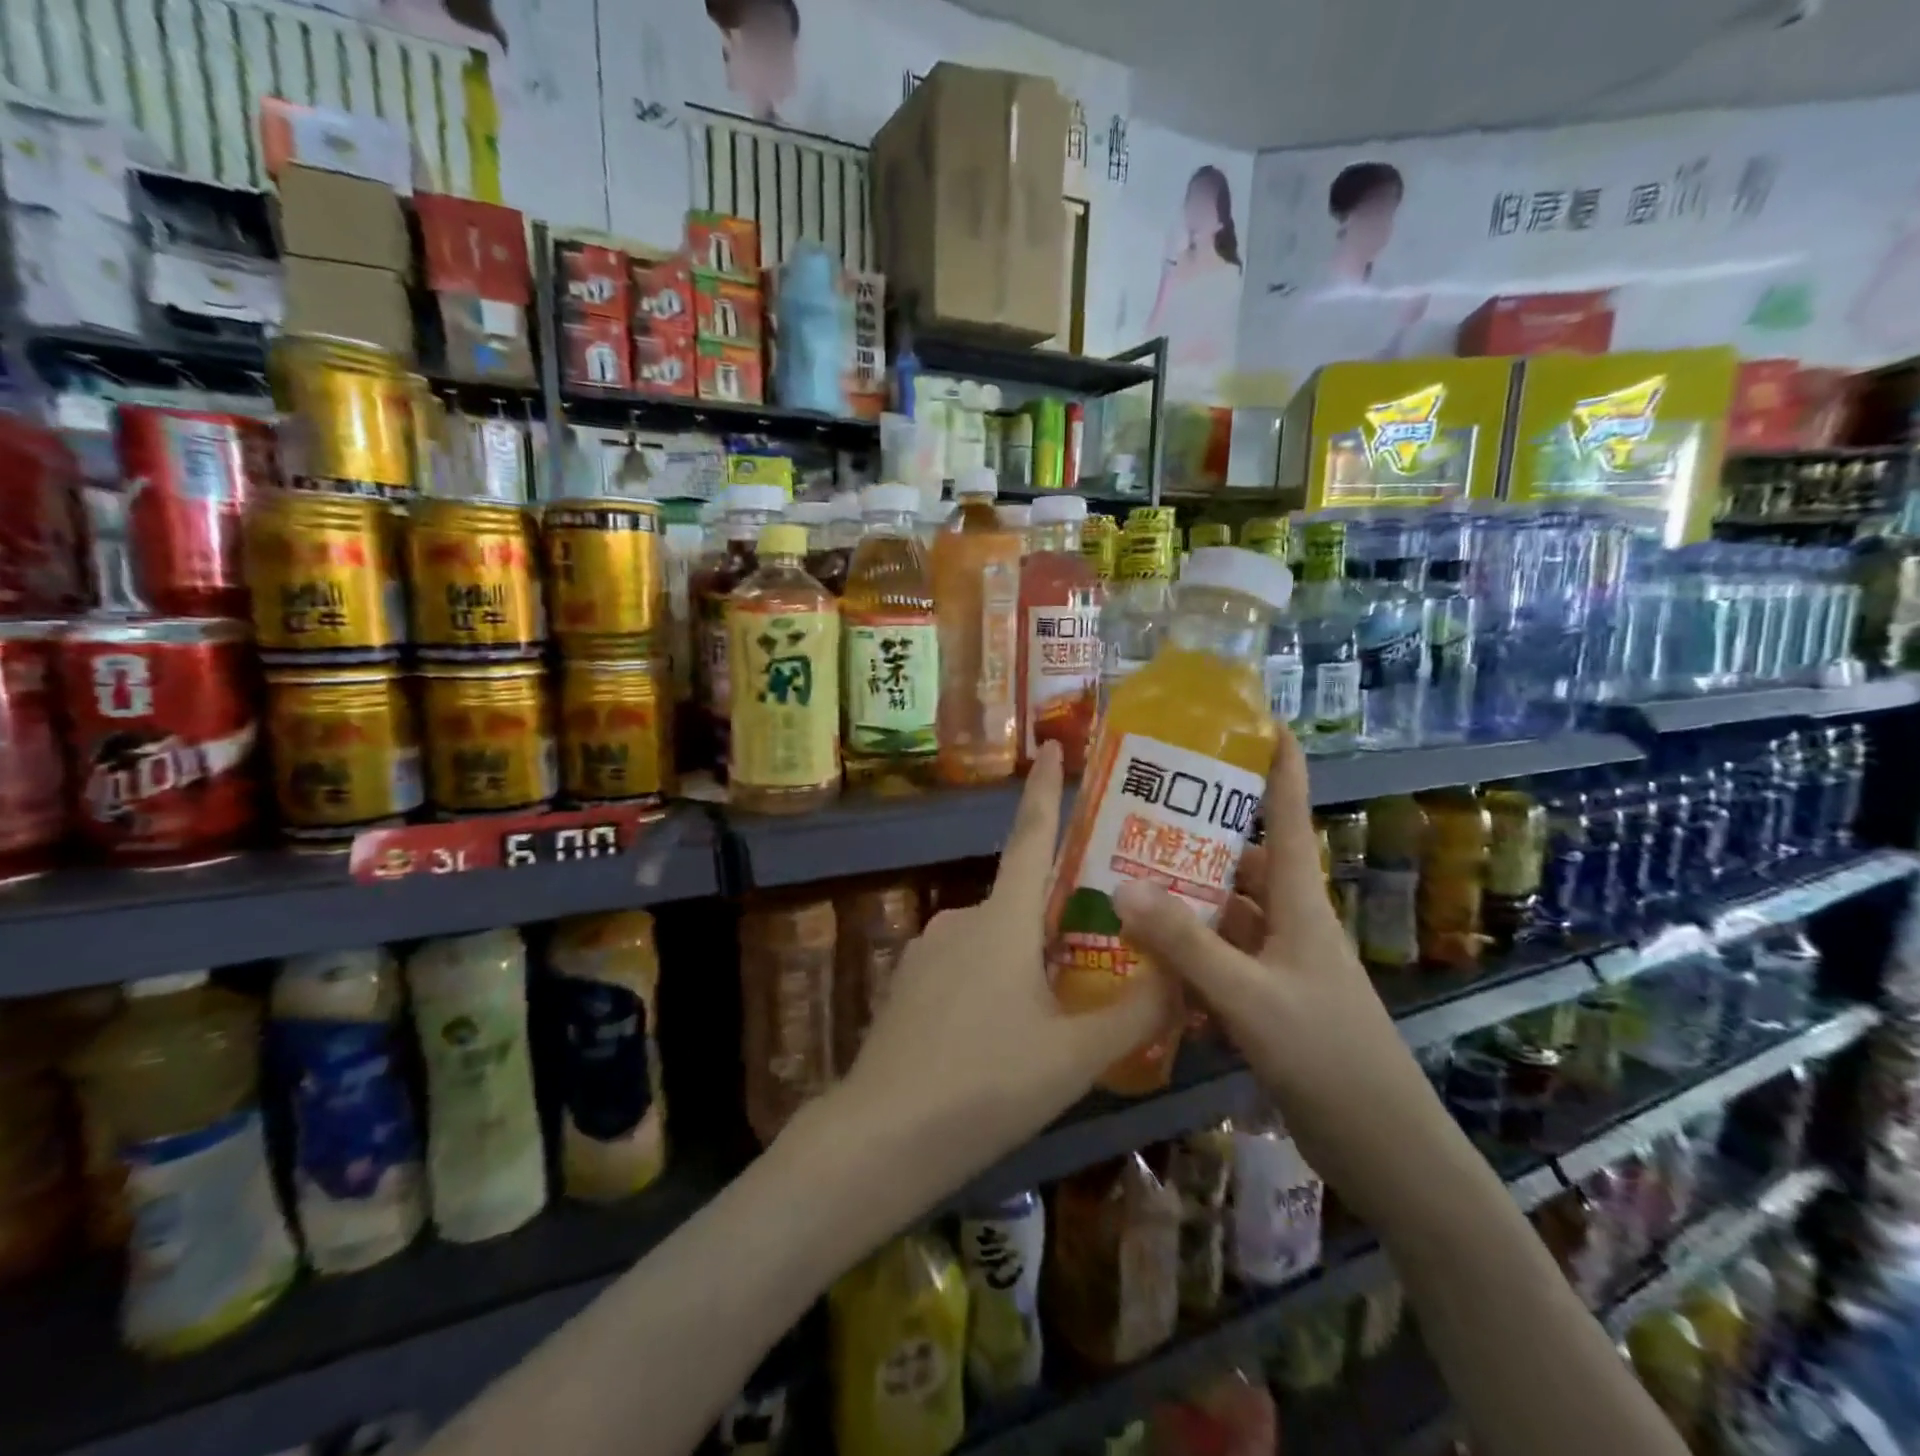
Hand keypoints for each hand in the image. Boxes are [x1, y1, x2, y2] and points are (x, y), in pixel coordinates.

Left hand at [817, 743, 1173, 1202]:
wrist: (880, 1137)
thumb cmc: (985, 1085)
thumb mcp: (1074, 1057)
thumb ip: (1134, 1012)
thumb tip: (1181, 972)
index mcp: (1001, 920)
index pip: (1032, 837)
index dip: (1045, 790)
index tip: (1050, 745)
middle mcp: (961, 919)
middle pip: (1022, 902)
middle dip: (1059, 918)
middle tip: (1102, 951)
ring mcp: (926, 951)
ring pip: (994, 943)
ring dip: (1027, 963)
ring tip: (1059, 1016)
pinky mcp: (907, 985)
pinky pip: (964, 970)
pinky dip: (993, 987)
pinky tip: (1002, 1040)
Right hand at [1111, 731, 1452, 1220]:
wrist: (1385, 1150)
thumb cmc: (1328, 1056)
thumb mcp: (1249, 997)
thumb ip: (1185, 944)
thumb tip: (1121, 885)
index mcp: (1299, 904)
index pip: (1288, 817)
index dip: (1281, 767)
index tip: (1261, 723)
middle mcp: (1289, 923)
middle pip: (1241, 864)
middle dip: (1196, 840)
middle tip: (1137, 819)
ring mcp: (1278, 965)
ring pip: (1224, 916)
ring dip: (1183, 903)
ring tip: (1123, 884)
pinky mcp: (1267, 1002)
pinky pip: (1219, 962)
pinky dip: (1186, 957)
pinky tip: (1143, 960)